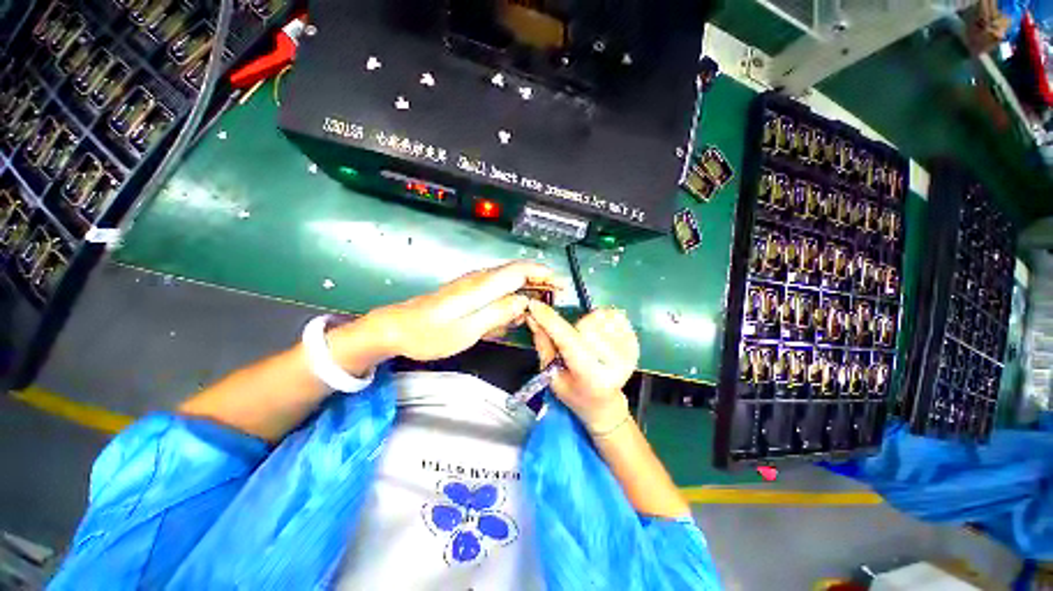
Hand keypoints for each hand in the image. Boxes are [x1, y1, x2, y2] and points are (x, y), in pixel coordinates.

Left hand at [331, 261, 554, 366]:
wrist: (396, 328)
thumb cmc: (430, 334)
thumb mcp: (468, 330)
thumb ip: (498, 314)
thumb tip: (523, 303)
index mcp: (482, 286)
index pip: (520, 271)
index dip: (543, 275)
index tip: (559, 285)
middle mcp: (479, 280)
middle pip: (516, 273)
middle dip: (538, 283)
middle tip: (553, 300)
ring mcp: (472, 285)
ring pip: (507, 283)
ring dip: (524, 294)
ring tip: (533, 314)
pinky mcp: (467, 292)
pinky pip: (495, 292)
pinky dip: (508, 301)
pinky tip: (508, 318)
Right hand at [525, 301, 639, 434]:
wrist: (605, 403)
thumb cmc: (574, 392)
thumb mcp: (552, 376)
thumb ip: (544, 345)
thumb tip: (532, 317)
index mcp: (590, 377)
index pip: (568, 341)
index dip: (549, 320)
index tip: (534, 305)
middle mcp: (614, 364)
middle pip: (585, 325)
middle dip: (572, 327)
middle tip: (571, 343)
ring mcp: (629, 353)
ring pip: (600, 317)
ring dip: (588, 323)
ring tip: (587, 340)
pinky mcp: (635, 343)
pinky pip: (615, 316)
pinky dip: (603, 320)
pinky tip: (601, 337)